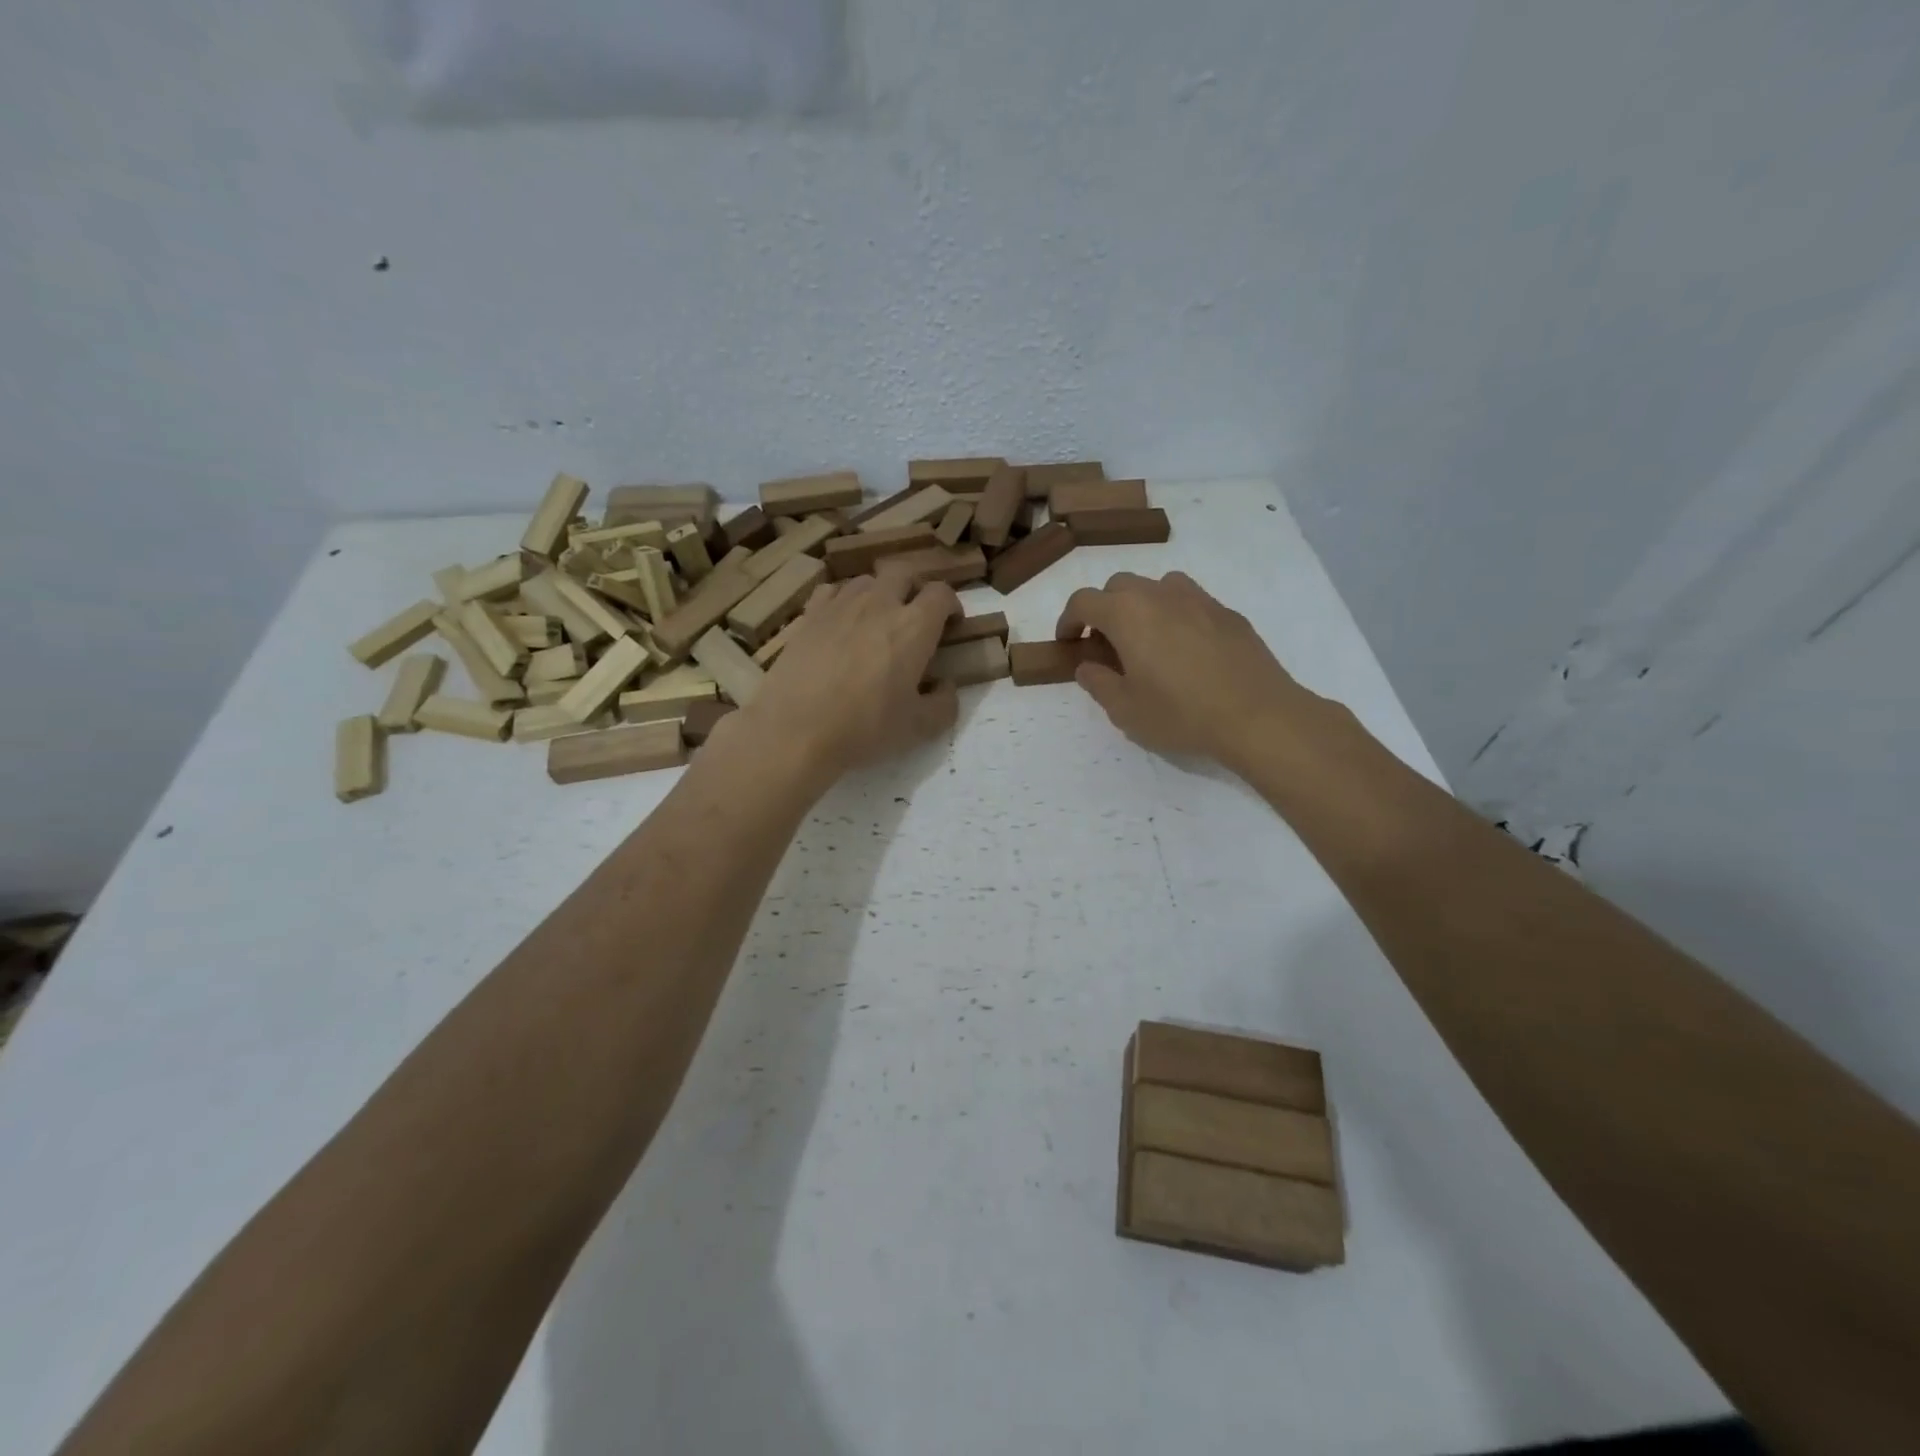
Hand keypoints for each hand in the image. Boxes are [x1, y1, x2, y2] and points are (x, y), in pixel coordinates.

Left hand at [740, 572, 960, 779]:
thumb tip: (947, 686)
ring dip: (880, 593)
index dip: (951, 605)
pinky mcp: (809, 615)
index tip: (951, 625)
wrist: (796, 730)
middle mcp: (879, 604)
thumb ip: (944, 704)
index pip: (941, 594)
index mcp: (913, 627)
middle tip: (915, 616)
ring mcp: (840, 605)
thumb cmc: (865, 728)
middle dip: (916, 588)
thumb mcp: (918, 728)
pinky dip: (844, 599)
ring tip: (877, 620)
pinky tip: (842, 621)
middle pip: (904, 573)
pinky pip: (832, 590)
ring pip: (867, 580)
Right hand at [1056, 572, 1324, 774]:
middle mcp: (1160, 595)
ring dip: (1142, 606)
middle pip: (1119, 586)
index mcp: (1127, 614)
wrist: (1257, 715)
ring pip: (1158, 587)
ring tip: (1147, 641)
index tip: (1068, 643)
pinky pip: (1190, 602)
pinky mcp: (1227, 613)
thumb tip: (1088, 666)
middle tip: (1106, 645)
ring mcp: (1198, 599)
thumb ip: (1098, 683)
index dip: (1068, 620)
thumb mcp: (1125, 710)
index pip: (1083, 601)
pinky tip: (1186, 650)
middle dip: (1104, 610)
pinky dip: (1175, 615)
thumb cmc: (1180, 713)